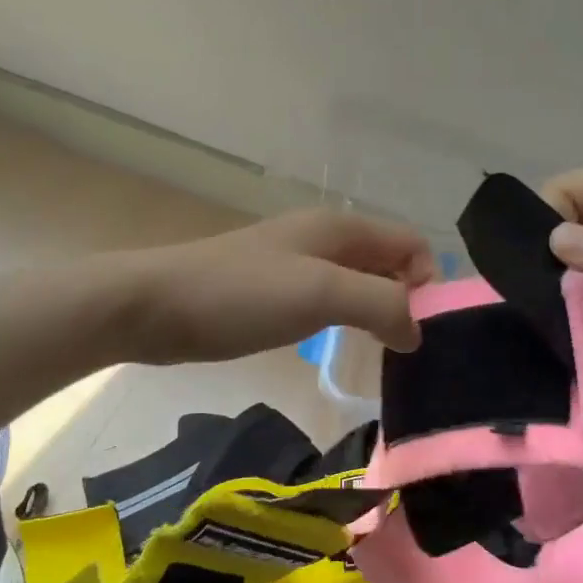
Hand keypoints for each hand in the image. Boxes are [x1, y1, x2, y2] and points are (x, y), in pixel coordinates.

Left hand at [118, 209, 434, 364]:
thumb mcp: (322, 293)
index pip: (411, 244)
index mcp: (341, 228)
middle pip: (387, 263)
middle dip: (405, 300)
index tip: (420, 330)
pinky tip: (338, 346)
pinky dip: (344, 321)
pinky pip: (327, 301)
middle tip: (405, 350)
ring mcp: (296, 265)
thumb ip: (381, 305)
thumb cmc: (242, 294)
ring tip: (380, 354)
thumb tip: (417, 331)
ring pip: (357, 284)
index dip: (427, 282)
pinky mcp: (273, 292)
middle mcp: (324, 239)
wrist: (155, 305)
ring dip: (376, 313)